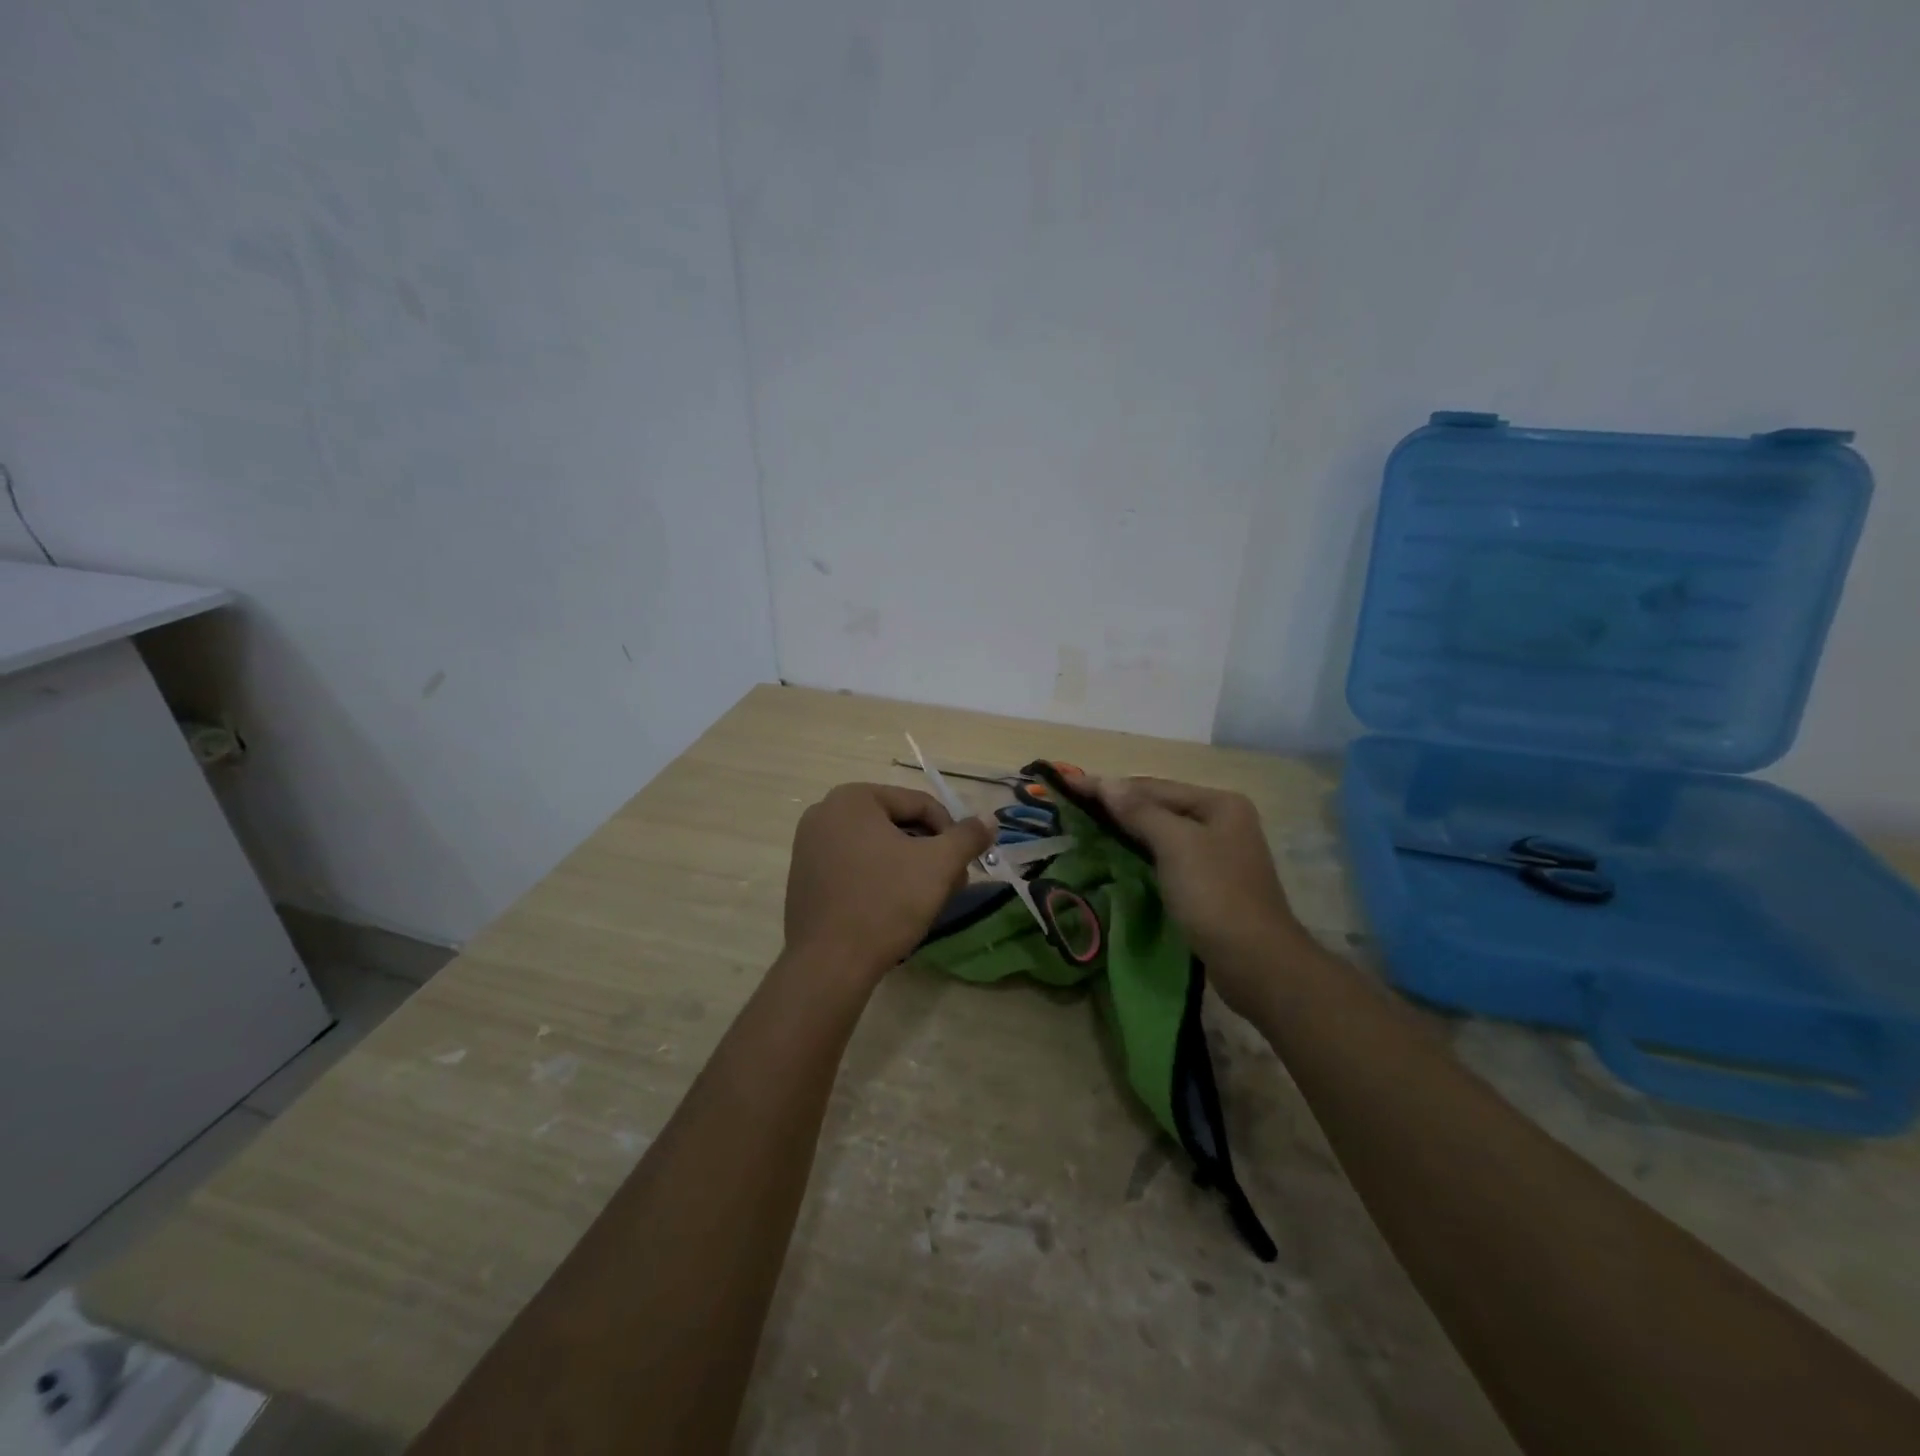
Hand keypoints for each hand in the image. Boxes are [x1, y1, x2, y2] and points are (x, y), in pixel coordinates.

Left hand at [784, 783, 993, 980]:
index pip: (919, 804)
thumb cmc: (886, 902)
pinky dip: (880, 879)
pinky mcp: (805, 878)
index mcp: (853, 798)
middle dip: (930, 852)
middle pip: (897, 824)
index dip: (951, 832)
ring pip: (877, 847)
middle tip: (952, 884)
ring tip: (929, 899)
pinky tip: (895, 908)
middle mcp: (825, 812)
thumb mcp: (938, 865)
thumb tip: (989, 820)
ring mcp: (809, 846)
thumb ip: (968, 836)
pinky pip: (855, 866)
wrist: (830, 964)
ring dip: (910, 867)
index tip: (964, 864)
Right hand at [1090, 776, 1310, 1014]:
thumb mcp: (1175, 845)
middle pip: (1160, 806)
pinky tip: (1118, 855)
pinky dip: (1141, 853)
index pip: (1154, 786)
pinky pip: (1167, 857)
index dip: (1110, 786)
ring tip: (1087, 826)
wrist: (1256, 963)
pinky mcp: (1209, 883)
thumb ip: (1140, 811)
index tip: (1068, 785)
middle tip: (1073, 805)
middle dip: (1118, 805)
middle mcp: (1222, 821)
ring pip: (1162, 832)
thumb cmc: (1215, 895)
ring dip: (1127, 829)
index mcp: (1219, 803)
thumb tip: (1105, 781)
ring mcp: (1218, 853)